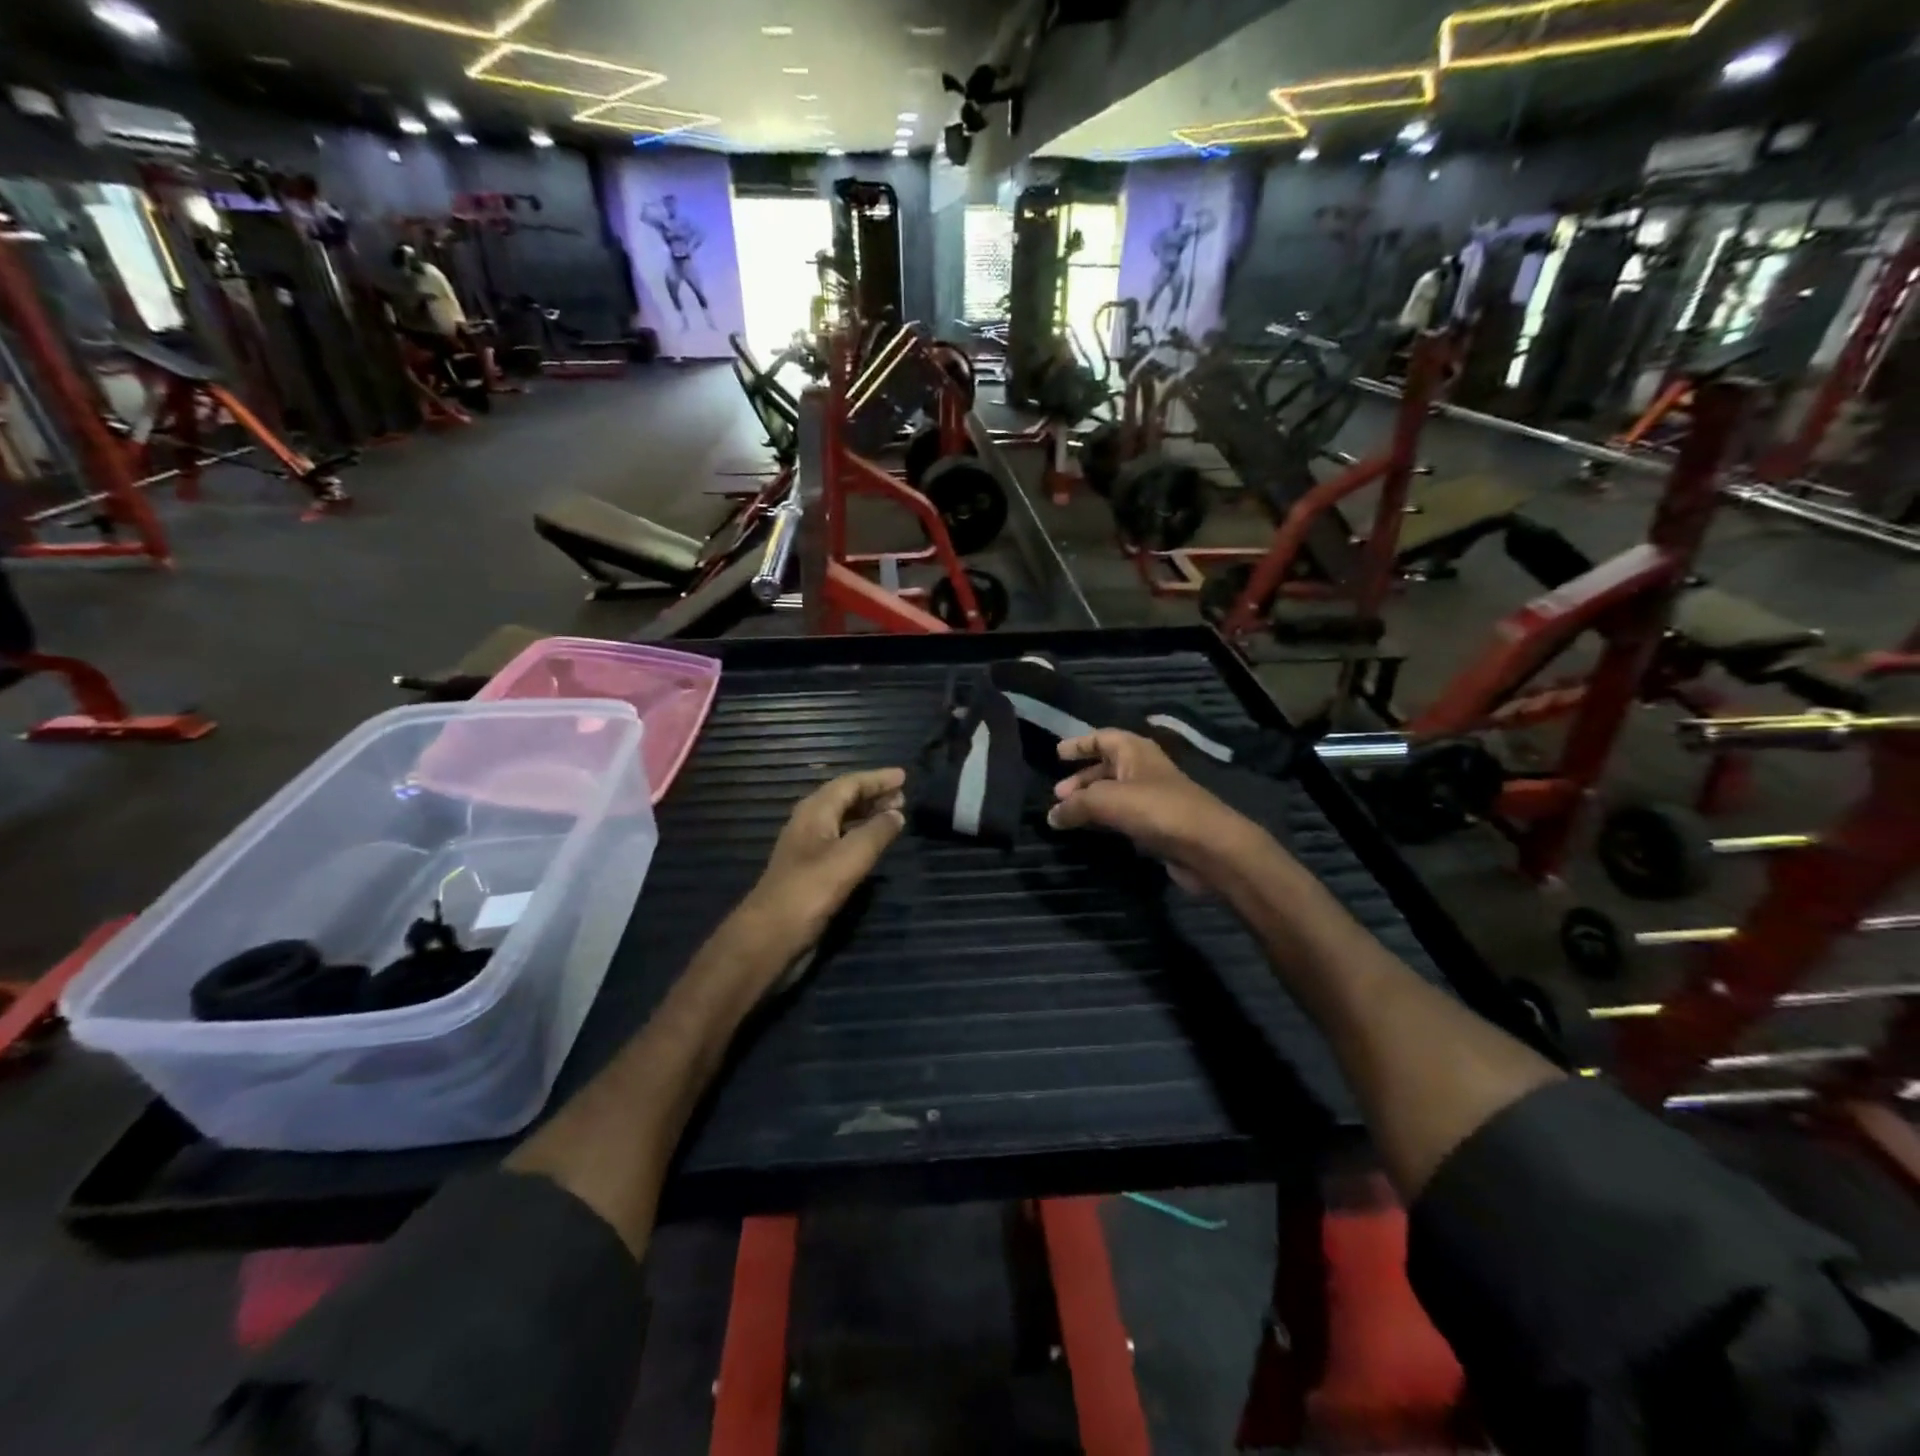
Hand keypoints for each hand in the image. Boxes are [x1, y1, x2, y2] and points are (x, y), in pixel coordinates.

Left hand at [737, 768, 906, 961]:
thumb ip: (877, 832)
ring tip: (894, 816)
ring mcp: (808, 848)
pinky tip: (873, 845)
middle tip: (903, 796)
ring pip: (842, 820)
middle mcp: (809, 823)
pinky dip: (860, 835)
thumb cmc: (810, 890)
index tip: (903, 776)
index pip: (849, 783)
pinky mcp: (811, 870)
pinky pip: (840, 840)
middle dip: (873, 795)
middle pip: (843, 798)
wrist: (771, 935)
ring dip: (867, 814)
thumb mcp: (850, 857)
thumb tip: (897, 814)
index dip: (877, 779)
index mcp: (814, 811)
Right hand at [1047, 731, 1268, 893]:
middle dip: (1081, 778)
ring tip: (1067, 815)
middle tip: (1058, 794)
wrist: (1208, 847)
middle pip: (1107, 767)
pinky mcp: (1159, 826)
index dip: (1080, 744)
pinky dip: (1106, 820)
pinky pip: (1124, 816)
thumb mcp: (1107, 800)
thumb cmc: (1157, 810)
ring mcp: (1154, 798)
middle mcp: (1145, 769)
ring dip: (1091, 801)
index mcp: (1135, 751)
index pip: (1103, 738)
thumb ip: (1076, 805)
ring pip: (1115, 793)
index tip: (1058, 754)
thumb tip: (1051, 815)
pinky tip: (1092, 831)